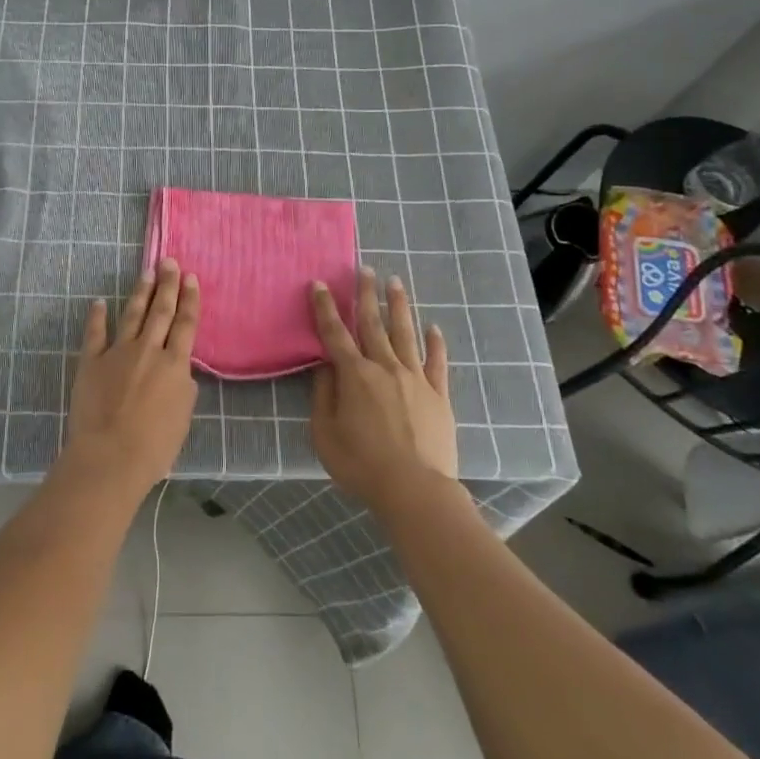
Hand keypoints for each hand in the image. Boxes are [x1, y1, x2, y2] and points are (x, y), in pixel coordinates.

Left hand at [62, 257, 199, 497]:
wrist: (110, 456)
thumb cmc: (154, 446)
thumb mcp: (182, 417)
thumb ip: (183, 388)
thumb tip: (179, 370)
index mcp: (174, 365)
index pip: (186, 324)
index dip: (190, 299)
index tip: (190, 277)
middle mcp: (148, 350)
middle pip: (161, 311)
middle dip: (167, 285)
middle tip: (168, 262)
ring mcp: (117, 353)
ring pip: (131, 315)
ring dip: (140, 293)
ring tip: (146, 272)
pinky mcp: (91, 362)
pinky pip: (95, 334)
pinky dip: (96, 317)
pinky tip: (98, 302)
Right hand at [309, 267, 456, 510]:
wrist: (415, 490)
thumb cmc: (361, 464)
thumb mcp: (325, 433)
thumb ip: (323, 396)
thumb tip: (325, 367)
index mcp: (354, 375)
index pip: (335, 334)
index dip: (326, 308)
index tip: (321, 284)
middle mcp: (385, 367)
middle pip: (373, 324)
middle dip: (366, 294)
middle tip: (365, 269)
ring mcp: (415, 379)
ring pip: (406, 334)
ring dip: (399, 306)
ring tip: (396, 283)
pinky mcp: (438, 395)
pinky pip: (437, 363)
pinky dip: (435, 344)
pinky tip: (434, 328)